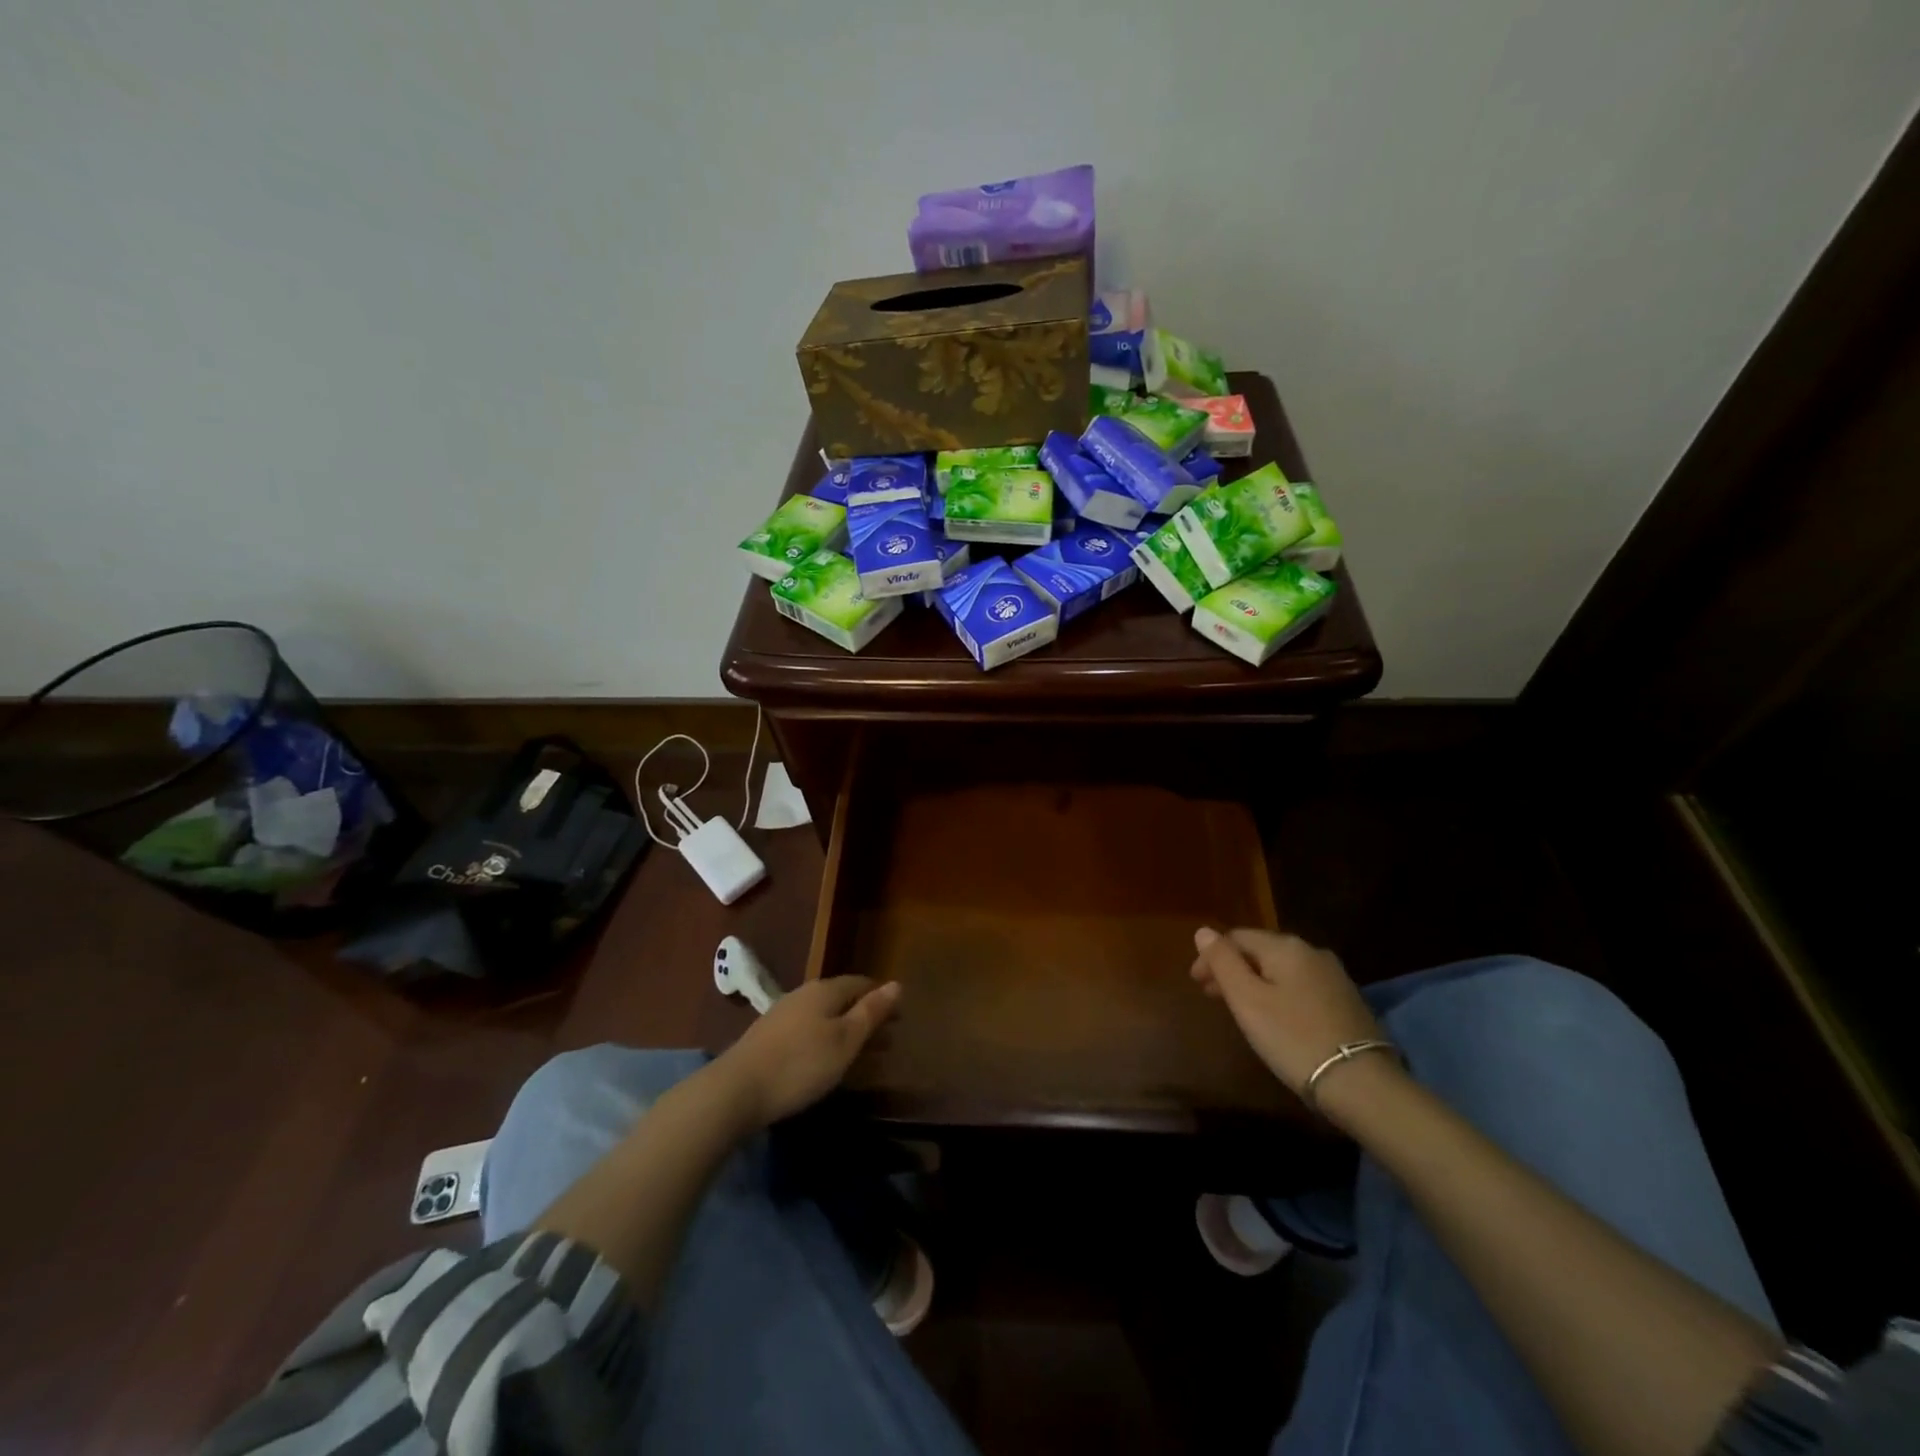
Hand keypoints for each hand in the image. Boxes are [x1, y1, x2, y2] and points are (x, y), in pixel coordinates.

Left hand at [713, 975, 900, 1128]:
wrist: (735, 1090)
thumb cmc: (800, 1064)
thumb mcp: (845, 1041)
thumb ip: (871, 1012)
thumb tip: (896, 984)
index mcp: (825, 990)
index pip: (860, 983)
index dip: (881, 996)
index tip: (898, 1016)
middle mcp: (802, 994)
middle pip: (841, 998)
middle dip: (863, 1013)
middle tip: (885, 1037)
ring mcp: (781, 1014)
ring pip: (822, 1014)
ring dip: (843, 1027)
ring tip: (858, 1050)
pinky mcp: (766, 1036)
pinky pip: (805, 1029)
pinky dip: (823, 1038)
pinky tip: (822, 1057)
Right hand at [1190, 928, 1383, 1095]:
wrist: (1361, 1083)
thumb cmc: (1293, 1037)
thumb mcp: (1247, 999)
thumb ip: (1223, 962)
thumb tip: (1204, 931)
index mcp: (1285, 946)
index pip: (1236, 937)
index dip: (1211, 956)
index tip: (1196, 984)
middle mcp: (1312, 952)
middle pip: (1260, 951)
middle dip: (1233, 969)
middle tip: (1212, 996)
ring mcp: (1335, 977)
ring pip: (1282, 970)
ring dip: (1256, 982)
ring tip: (1240, 1008)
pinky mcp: (1348, 1002)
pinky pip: (1301, 987)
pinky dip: (1279, 994)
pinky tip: (1276, 1017)